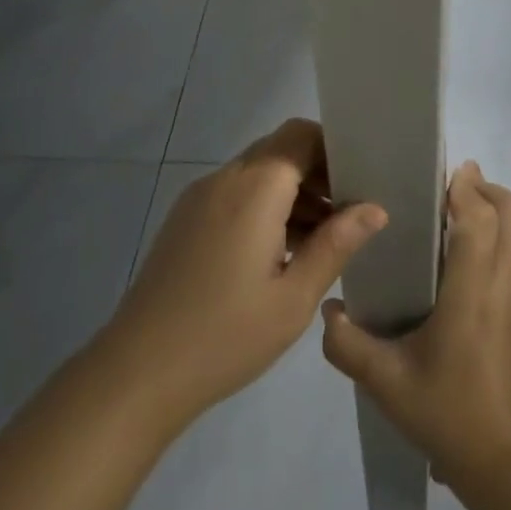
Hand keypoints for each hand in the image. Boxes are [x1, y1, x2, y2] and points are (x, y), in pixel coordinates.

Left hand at [99, 119, 387, 426]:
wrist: (135, 374)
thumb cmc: (224, 336)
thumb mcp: (293, 298)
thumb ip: (336, 245)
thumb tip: (375, 209)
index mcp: (255, 188)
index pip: (301, 135)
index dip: (334, 149)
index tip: (360, 181)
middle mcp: (225, 178)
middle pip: (280, 150)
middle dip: (317, 172)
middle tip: (349, 213)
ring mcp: (199, 197)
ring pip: (258, 172)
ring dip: (292, 192)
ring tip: (322, 240)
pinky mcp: (185, 219)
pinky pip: (235, 194)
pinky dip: (265, 207)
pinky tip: (281, 253)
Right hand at [321, 162, 510, 488]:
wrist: (508, 464)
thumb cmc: (447, 412)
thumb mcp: (385, 381)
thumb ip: (347, 343)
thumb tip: (328, 310)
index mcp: (473, 287)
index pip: (479, 216)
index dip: (464, 187)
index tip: (440, 171)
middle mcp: (505, 281)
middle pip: (510, 211)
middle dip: (484, 188)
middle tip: (447, 188)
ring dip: (492, 213)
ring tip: (452, 220)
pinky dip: (497, 241)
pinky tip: (464, 269)